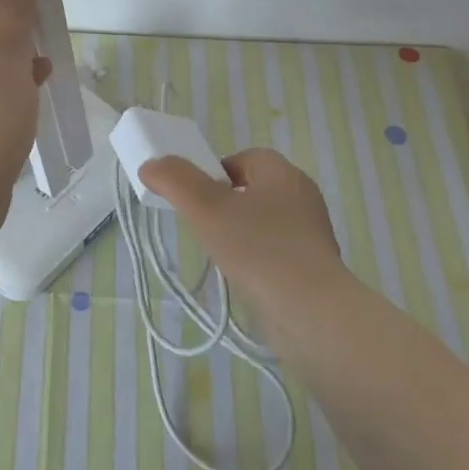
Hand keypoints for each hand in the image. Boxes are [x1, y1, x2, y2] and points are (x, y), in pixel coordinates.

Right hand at [139, 148, 345, 301]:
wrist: (311, 311)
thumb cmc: (257, 248)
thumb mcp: (205, 208)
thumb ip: (175, 180)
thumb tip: (152, 165)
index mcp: (282, 173)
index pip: (244, 158)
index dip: (214, 172)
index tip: (195, 198)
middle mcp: (302, 196)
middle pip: (253, 189)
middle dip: (225, 204)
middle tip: (202, 225)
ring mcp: (312, 232)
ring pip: (265, 221)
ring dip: (241, 232)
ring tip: (220, 255)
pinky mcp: (316, 265)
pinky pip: (278, 249)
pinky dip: (258, 257)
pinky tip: (243, 277)